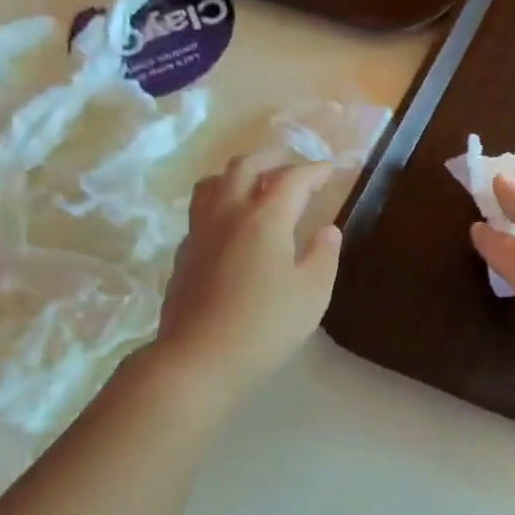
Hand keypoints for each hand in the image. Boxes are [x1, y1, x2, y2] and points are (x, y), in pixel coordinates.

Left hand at [154, 156, 341, 397]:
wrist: (199, 357)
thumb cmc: (266, 326)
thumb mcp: (312, 294)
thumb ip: (323, 256)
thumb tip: (328, 230)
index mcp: (264, 219)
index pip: (292, 180)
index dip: (314, 170)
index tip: (330, 169)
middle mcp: (228, 214)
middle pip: (244, 166)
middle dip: (271, 157)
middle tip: (289, 161)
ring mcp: (199, 232)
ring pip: (213, 183)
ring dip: (237, 173)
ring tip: (253, 182)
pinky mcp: (183, 254)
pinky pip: (201, 211)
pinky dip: (219, 202)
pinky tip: (229, 224)